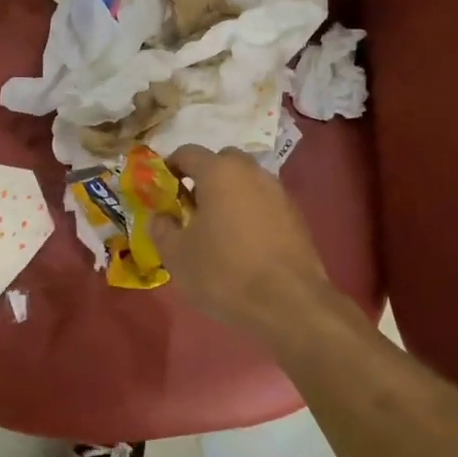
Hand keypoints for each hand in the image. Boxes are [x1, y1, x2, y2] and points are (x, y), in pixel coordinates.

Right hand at [151, 146, 333, 335]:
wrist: (289, 304)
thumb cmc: (224, 273)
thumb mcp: (177, 255)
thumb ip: (161, 228)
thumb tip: (161, 217)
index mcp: (219, 172)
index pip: (187, 152)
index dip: (170, 167)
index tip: (162, 191)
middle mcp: (251, 172)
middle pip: (221, 161)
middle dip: (203, 178)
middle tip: (191, 208)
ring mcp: (278, 192)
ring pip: (246, 181)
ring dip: (229, 195)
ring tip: (217, 228)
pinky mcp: (296, 215)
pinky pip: (264, 202)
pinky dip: (250, 212)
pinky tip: (244, 243)